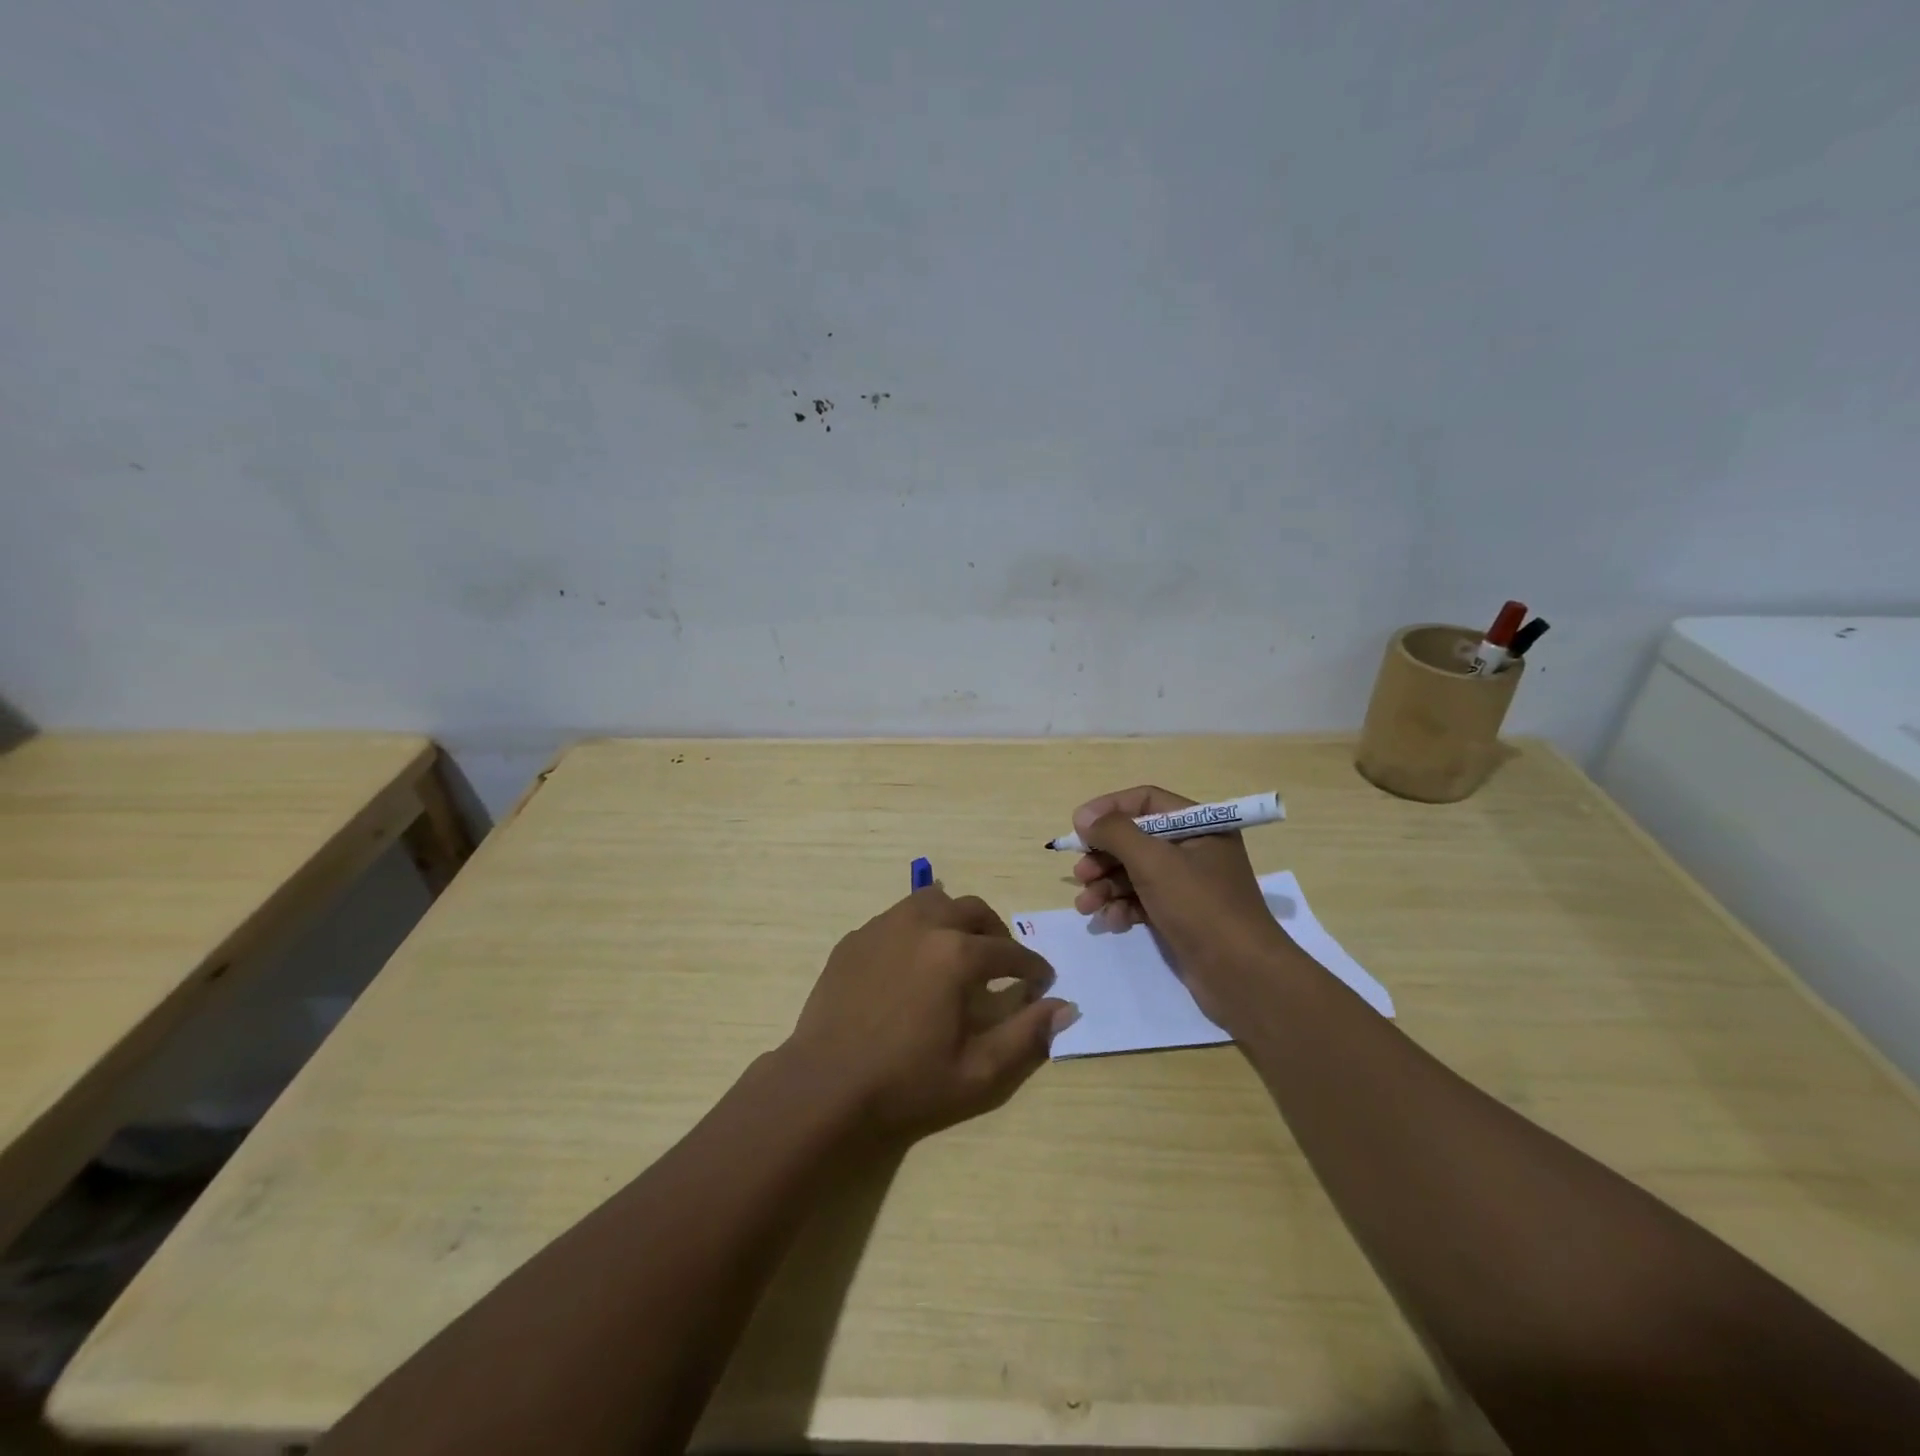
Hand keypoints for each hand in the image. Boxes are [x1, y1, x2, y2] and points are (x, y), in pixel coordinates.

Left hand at [783, 887, 1076, 1140]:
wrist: (826, 1085)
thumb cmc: (907, 1083)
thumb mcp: (978, 1072)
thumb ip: (1026, 1035)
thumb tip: (1066, 1007)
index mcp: (956, 955)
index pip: (1009, 951)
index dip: (1032, 966)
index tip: (1041, 981)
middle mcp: (922, 926)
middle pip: (973, 910)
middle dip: (996, 933)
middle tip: (1001, 962)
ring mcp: (883, 927)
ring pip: (932, 901)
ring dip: (955, 919)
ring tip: (958, 949)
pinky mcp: (855, 938)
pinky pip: (897, 917)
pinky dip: (917, 928)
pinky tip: (913, 960)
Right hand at [1071, 785, 1297, 1027]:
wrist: (1243, 976)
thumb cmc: (1200, 907)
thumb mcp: (1154, 862)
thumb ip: (1116, 833)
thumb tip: (1085, 817)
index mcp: (1200, 825)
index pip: (1146, 801)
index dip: (1109, 810)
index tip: (1078, 828)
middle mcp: (1195, 849)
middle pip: (1136, 839)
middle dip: (1104, 856)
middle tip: (1080, 875)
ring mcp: (1189, 884)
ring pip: (1135, 872)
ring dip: (1107, 886)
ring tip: (1086, 907)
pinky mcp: (1181, 914)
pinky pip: (1143, 900)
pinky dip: (1124, 907)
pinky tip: (1112, 922)